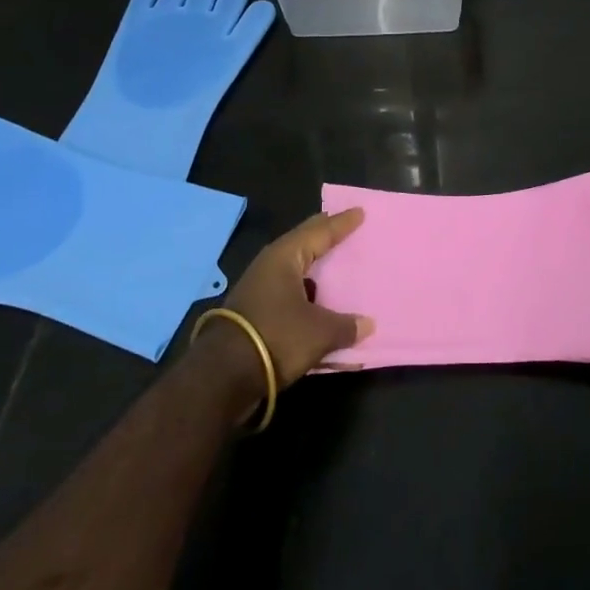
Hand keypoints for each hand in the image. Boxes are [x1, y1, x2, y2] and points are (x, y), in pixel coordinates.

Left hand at [223, 209, 375, 386]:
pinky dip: (307, 292)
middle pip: (304, 244)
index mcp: (285, 257)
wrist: (223, 377)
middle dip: (325, 237)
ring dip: (315, 268)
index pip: (320, 231)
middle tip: (347, 227)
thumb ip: (346, 325)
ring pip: (295, 270)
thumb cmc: (277, 337)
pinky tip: (320, 302)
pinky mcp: (255, 312)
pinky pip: (289, 292)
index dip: (342, 223)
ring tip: (337, 263)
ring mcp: (259, 289)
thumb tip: (367, 324)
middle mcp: (270, 265)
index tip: (360, 212)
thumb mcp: (319, 332)